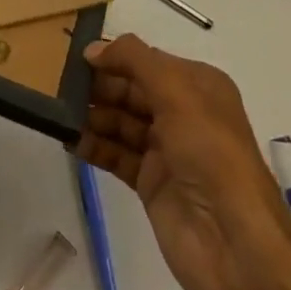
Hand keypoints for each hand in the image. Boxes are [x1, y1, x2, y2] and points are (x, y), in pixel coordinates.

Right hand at [75, 34, 290, 289]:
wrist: (233, 241)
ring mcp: (166, 150)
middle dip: (100, 86)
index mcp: (198, 85)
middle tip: (59, 85)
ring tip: (57, 112)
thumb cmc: (210, 151)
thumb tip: (94, 49)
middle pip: (132, 90)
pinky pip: (117, 156)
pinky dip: (95, 147)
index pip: (148, 61)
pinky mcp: (151, 184)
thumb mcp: (177, 91)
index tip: (76, 57)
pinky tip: (70, 141)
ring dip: (93, 116)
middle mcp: (183, 113)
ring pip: (122, 122)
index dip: (115, 57)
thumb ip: (134, 61)